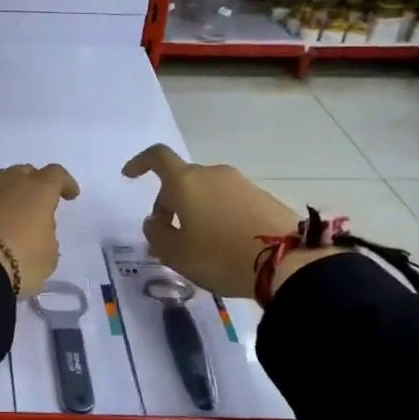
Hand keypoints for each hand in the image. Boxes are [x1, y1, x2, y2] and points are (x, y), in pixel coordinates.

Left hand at [0, 163, 79, 296]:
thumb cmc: (19, 261)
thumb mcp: (48, 255)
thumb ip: (46, 234)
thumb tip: (34, 228)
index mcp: (38, 189)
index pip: (56, 176)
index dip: (65, 184)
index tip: (69, 195)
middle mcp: (7, 179)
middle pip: (23, 172)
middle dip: (30, 185)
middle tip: (31, 203)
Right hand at [122, 144, 304, 298]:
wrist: (289, 262)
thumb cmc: (220, 255)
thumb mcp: (176, 254)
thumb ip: (156, 234)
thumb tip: (153, 222)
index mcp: (186, 182)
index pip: (157, 157)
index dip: (140, 163)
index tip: (129, 176)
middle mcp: (213, 174)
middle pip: (182, 180)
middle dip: (167, 203)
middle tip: (164, 234)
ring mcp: (241, 184)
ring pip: (206, 192)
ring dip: (193, 211)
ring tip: (194, 244)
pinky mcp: (263, 198)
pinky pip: (228, 202)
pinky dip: (217, 216)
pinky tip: (221, 244)